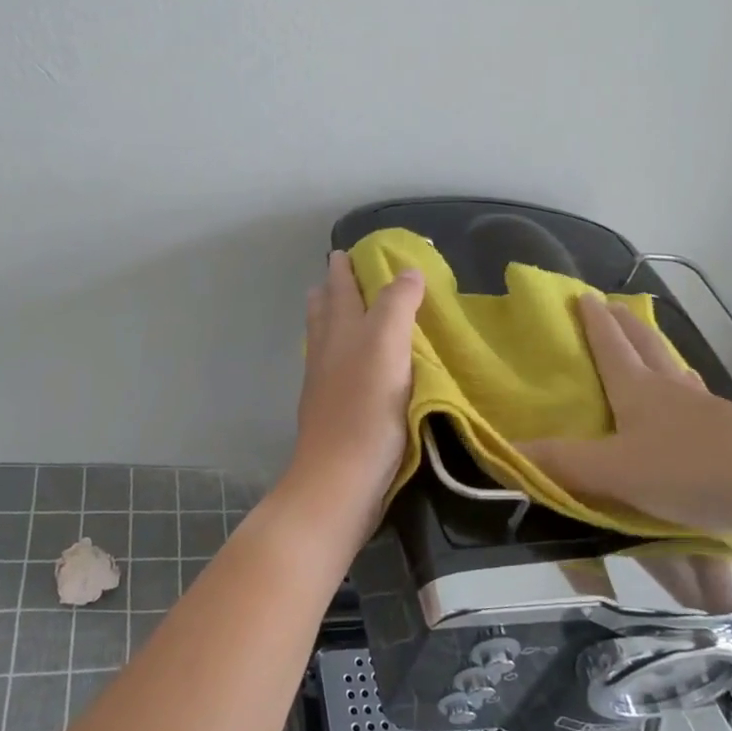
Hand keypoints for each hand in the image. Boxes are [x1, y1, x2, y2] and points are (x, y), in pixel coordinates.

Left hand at [286, 251, 424, 527]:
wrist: (340, 479)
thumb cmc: (366, 408)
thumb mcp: (387, 345)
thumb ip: (396, 304)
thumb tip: (407, 270)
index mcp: (339, 330)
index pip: (339, 287)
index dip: (345, 267)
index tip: (348, 250)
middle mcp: (326, 351)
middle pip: (324, 311)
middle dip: (331, 290)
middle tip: (341, 273)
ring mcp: (325, 383)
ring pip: (325, 340)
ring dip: (332, 320)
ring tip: (344, 311)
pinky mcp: (333, 411)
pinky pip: (334, 369)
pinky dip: (342, 354)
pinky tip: (355, 365)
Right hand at [520, 294, 731, 567]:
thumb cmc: (696, 472)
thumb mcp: (617, 473)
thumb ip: (560, 465)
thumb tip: (503, 454)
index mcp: (642, 391)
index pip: (611, 346)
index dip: (593, 322)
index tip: (582, 294)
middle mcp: (675, 393)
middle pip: (648, 349)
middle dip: (626, 327)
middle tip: (613, 307)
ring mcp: (712, 414)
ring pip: (678, 374)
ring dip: (659, 356)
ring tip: (650, 351)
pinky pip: (700, 406)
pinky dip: (685, 397)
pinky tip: (689, 413)